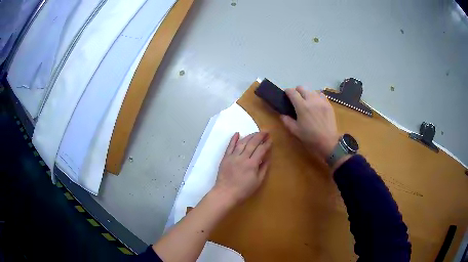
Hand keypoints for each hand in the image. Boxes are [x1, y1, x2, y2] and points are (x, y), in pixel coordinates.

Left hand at [212, 132, 271, 206]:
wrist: (225, 193)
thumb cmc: (243, 190)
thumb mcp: (258, 182)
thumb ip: (263, 168)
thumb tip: (268, 158)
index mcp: (252, 164)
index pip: (261, 150)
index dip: (267, 144)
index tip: (271, 139)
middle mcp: (242, 157)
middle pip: (252, 143)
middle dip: (260, 136)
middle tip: (266, 131)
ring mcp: (233, 157)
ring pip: (242, 142)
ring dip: (249, 136)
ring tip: (256, 132)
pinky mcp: (225, 158)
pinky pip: (229, 146)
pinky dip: (233, 139)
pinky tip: (237, 133)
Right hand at [281, 87, 338, 160]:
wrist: (328, 141)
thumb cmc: (310, 137)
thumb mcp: (295, 131)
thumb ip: (287, 121)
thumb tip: (282, 114)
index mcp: (301, 106)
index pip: (292, 92)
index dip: (287, 92)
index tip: (286, 95)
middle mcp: (311, 100)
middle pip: (302, 88)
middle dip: (297, 91)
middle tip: (296, 100)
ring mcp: (321, 101)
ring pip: (311, 90)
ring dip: (307, 94)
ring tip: (307, 102)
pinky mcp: (328, 104)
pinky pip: (321, 94)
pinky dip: (316, 96)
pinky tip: (316, 103)